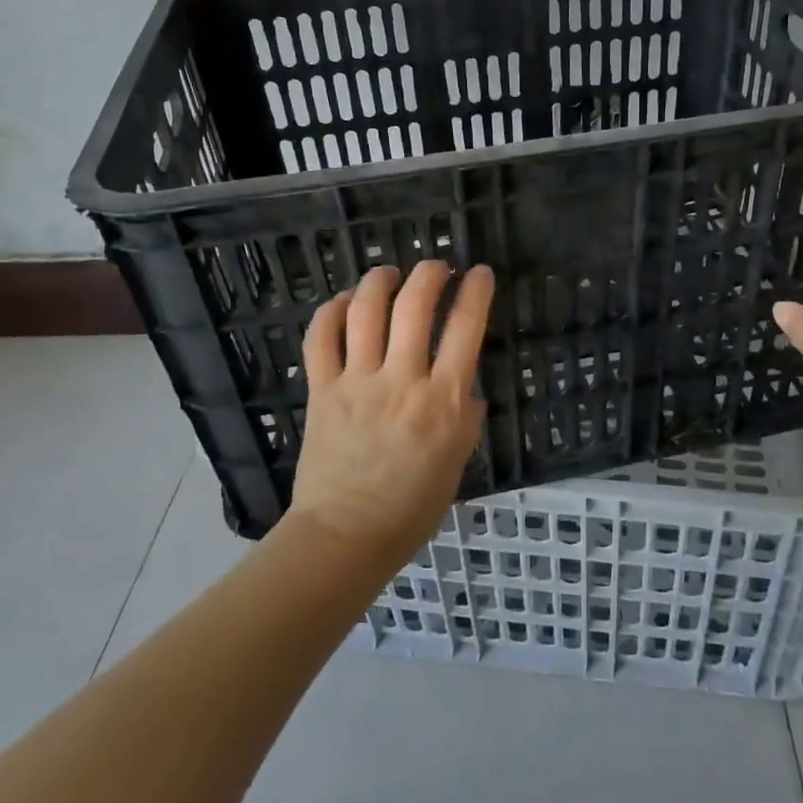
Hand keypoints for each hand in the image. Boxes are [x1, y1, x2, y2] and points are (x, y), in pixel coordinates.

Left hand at [289, 260, 494, 569]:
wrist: (347, 535)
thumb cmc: (412, 505)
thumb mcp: (458, 459)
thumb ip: (464, 414)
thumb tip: (464, 383)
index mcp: (443, 401)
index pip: (465, 328)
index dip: (476, 291)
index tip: (481, 273)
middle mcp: (402, 381)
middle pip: (415, 306)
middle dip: (430, 274)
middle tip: (437, 267)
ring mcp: (357, 383)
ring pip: (366, 311)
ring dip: (381, 281)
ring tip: (391, 274)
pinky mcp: (322, 390)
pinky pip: (321, 338)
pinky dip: (332, 311)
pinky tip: (345, 302)